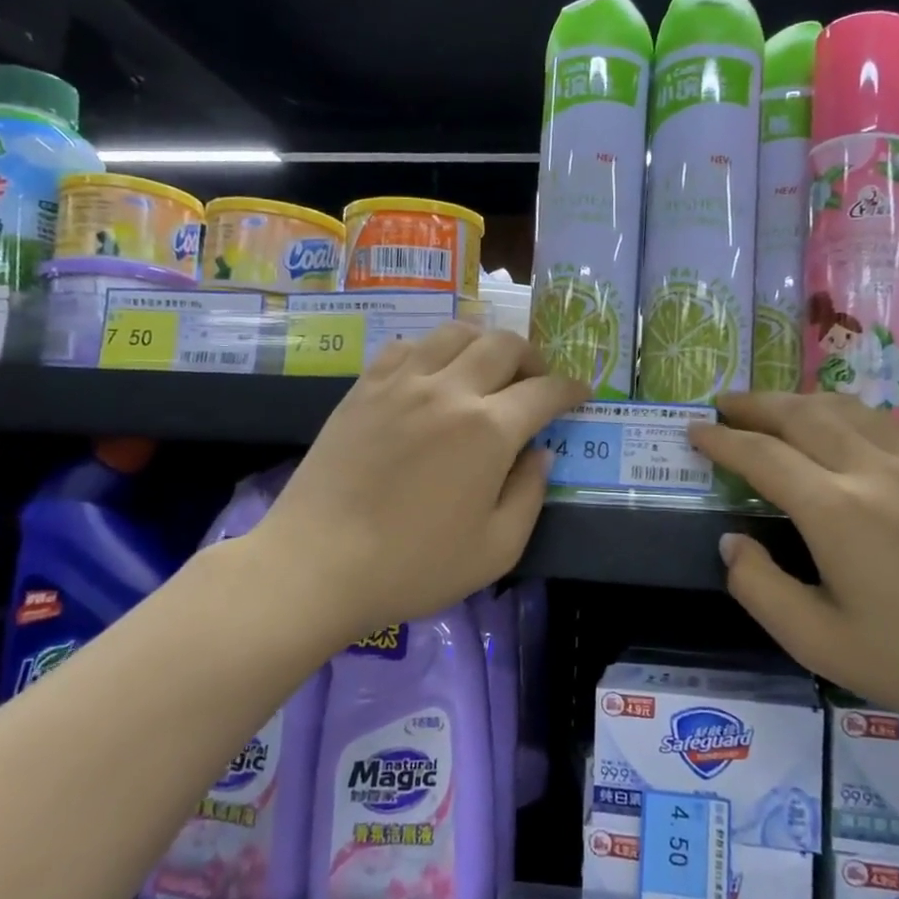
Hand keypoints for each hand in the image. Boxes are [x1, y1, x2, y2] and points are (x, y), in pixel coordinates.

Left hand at [246, 323, 586, 641]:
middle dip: (533, 358)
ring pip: (456, 332)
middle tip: (536, 383)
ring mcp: (402, 382)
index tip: (580, 393)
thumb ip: (530, 494)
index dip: (571, 389)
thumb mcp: (496, 550)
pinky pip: (408, 345)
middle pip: (504, 345)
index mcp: (488, 430)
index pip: (544, 391)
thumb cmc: (413, 566)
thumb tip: (541, 454)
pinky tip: (433, 374)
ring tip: (487, 369)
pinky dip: (434, 349)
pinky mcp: (364, 387)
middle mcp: (449, 390)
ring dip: (485, 343)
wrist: (318, 564)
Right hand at [689, 392, 898, 742]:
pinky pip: (884, 421)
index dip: (723, 441)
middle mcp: (872, 470)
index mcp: (835, 510)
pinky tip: (842, 422)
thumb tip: (731, 541)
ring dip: (800, 400)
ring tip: (772, 407)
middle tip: (723, 404)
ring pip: (846, 408)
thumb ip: (759, 587)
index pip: (762, 456)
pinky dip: (847, 410)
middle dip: (755, 404)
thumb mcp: (817, 642)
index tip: (695, 431)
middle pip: (801, 415)